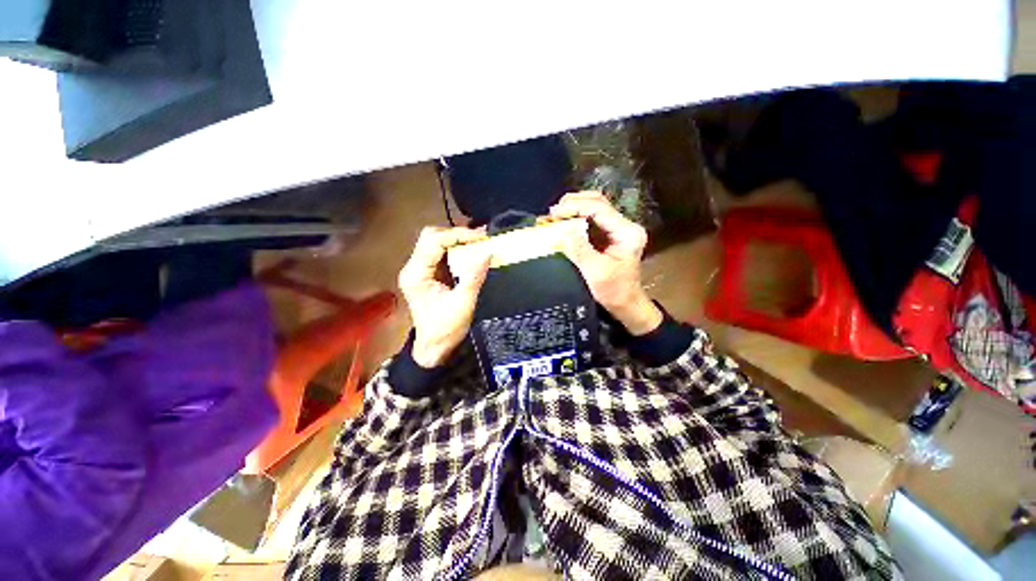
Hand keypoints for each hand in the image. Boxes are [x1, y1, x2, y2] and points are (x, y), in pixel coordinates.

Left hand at [398, 226, 490, 367]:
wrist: (435, 348)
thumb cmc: (446, 329)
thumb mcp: (463, 303)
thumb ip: (474, 276)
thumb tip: (487, 252)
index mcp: (416, 274)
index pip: (433, 241)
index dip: (458, 234)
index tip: (481, 237)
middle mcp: (414, 268)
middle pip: (431, 237)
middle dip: (457, 234)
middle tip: (480, 238)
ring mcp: (420, 271)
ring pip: (436, 243)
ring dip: (457, 240)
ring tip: (479, 241)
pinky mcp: (429, 275)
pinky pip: (442, 254)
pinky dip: (457, 249)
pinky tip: (471, 251)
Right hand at [550, 191, 662, 335]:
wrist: (626, 305)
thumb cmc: (615, 291)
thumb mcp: (596, 272)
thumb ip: (580, 250)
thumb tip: (563, 232)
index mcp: (627, 232)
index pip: (600, 208)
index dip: (576, 207)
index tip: (555, 213)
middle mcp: (623, 226)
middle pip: (598, 203)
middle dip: (574, 203)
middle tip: (553, 212)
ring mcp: (615, 230)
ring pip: (593, 209)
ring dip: (573, 209)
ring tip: (555, 216)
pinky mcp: (607, 237)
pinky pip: (589, 221)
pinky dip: (574, 220)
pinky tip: (562, 223)